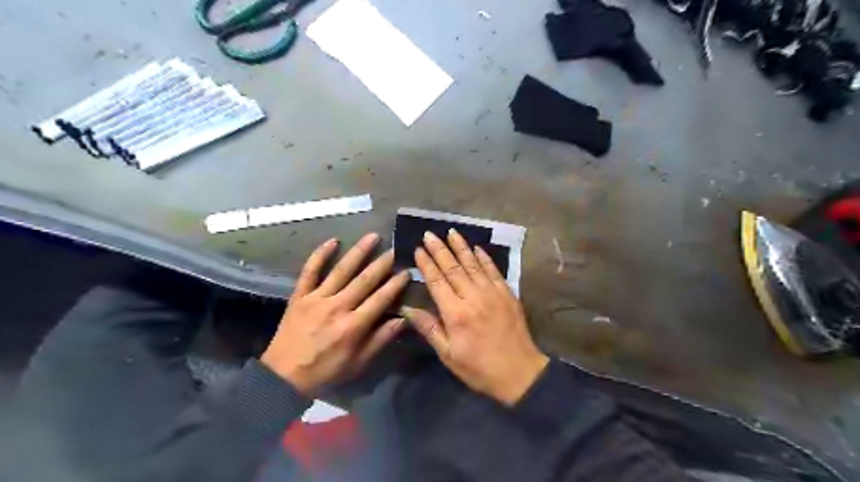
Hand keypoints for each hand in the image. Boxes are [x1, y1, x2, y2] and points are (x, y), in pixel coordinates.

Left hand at [260, 232, 410, 394]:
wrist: (283, 376)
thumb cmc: (326, 371)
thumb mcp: (358, 363)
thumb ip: (381, 339)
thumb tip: (403, 319)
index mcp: (354, 326)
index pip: (381, 298)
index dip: (396, 283)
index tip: (407, 271)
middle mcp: (337, 307)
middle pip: (364, 280)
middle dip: (382, 263)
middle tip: (395, 249)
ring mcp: (317, 298)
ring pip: (341, 270)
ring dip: (358, 252)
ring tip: (372, 236)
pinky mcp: (299, 295)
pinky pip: (310, 271)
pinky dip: (320, 255)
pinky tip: (333, 241)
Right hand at [399, 231, 547, 406]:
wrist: (519, 373)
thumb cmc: (479, 368)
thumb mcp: (448, 355)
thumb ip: (429, 329)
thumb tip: (408, 308)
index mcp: (455, 313)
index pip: (437, 281)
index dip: (426, 264)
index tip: (418, 249)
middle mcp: (473, 297)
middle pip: (453, 268)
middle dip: (440, 249)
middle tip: (429, 234)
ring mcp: (493, 293)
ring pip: (473, 264)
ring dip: (461, 247)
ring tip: (451, 232)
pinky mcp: (507, 294)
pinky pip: (494, 270)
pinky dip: (484, 258)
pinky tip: (477, 248)